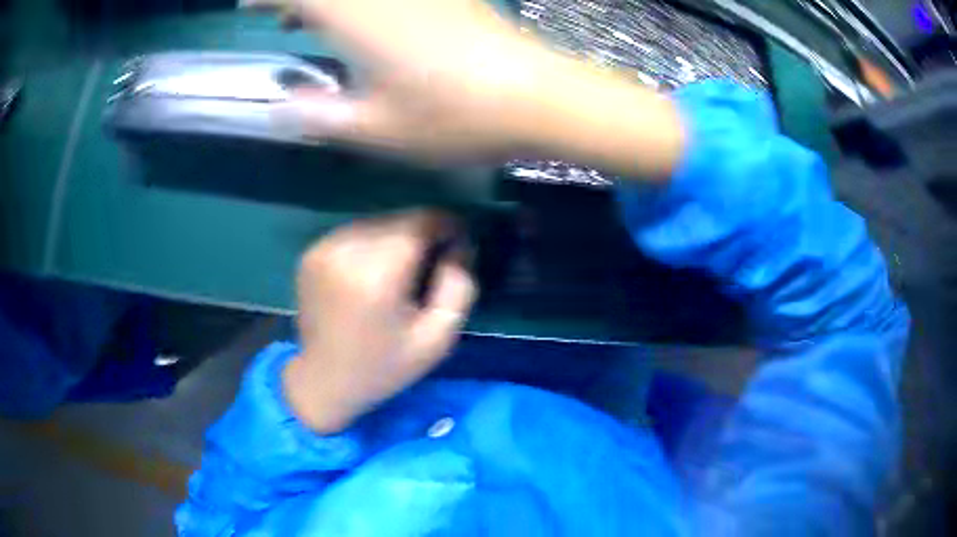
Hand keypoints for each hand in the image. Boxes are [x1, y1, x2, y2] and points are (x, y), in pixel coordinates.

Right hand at [247, 0, 552, 161]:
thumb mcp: (372, 129)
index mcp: (353, 14)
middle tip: (281, 19)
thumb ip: (318, 115)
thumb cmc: (449, 116)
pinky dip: (361, 0)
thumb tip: (285, 105)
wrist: (534, 95)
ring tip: (309, 23)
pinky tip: (362, 18)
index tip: (248, 7)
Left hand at [284, 211, 476, 433]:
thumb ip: (459, 286)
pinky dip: (371, 244)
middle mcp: (346, 251)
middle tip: (431, 265)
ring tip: (400, 272)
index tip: (457, 244)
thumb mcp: (438, 338)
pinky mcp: (311, 252)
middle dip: (422, 234)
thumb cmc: (385, 366)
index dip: (446, 226)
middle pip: (399, 219)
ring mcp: (323, 249)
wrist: (325, 380)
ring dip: (396, 238)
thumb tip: (460, 244)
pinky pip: (355, 232)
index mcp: (378, 275)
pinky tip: (372, 274)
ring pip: (377, 222)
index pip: (421, 221)